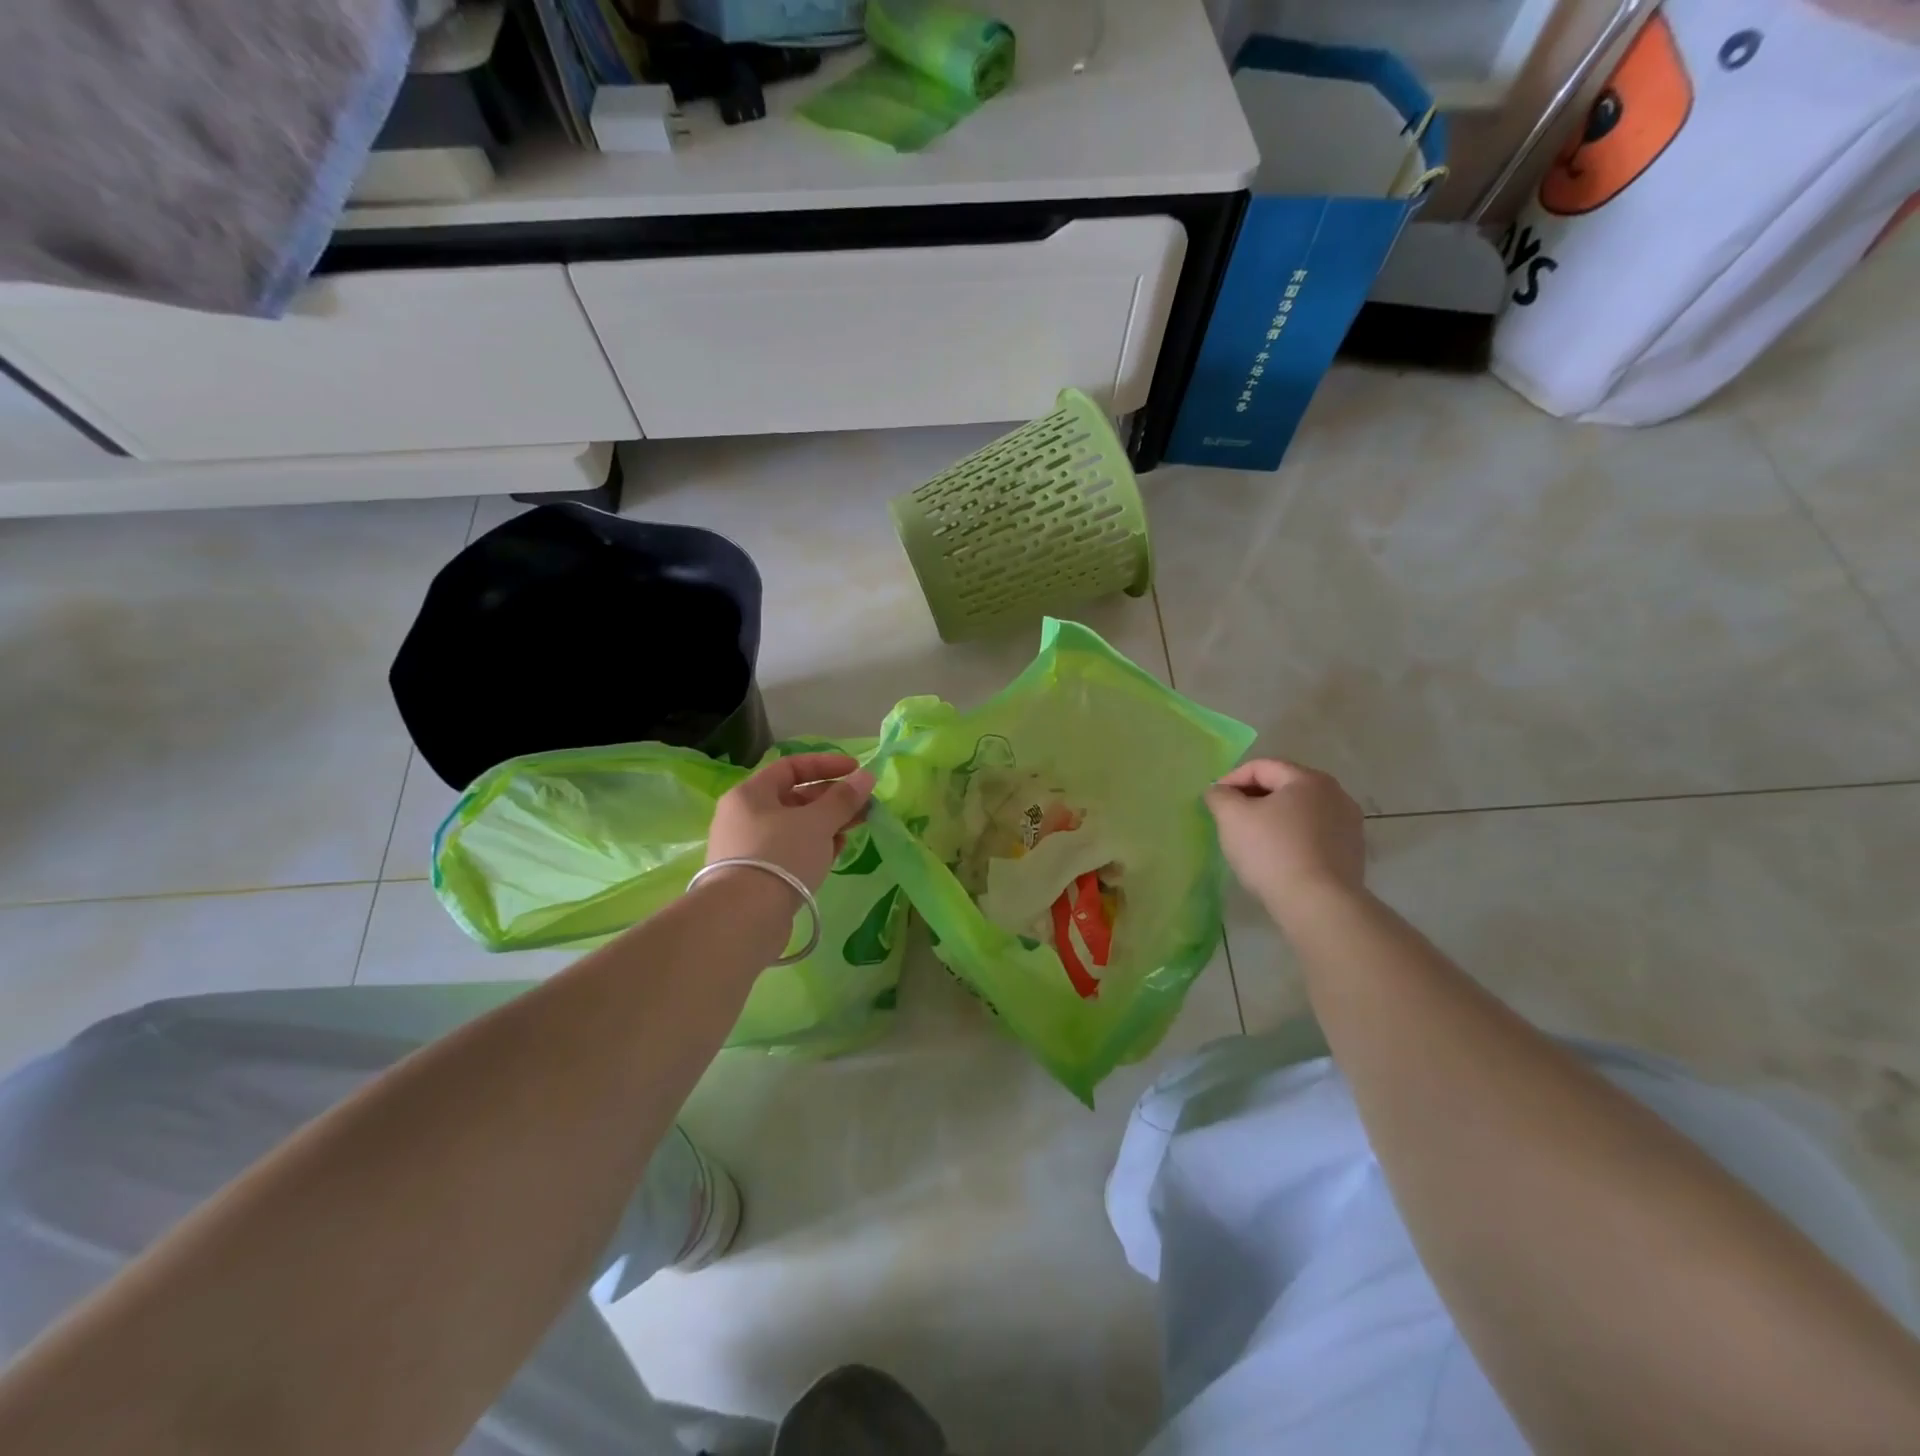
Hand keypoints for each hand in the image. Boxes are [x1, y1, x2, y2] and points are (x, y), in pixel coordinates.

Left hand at [706, 752, 875, 893]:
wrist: (744, 918)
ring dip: (826, 825)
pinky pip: (790, 852)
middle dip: (832, 800)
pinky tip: (834, 854)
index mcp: (750, 794)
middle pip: (794, 798)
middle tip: (864, 807)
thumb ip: (844, 798)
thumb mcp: (817, 822)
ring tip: (853, 830)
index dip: (827, 765)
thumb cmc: (780, 855)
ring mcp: (748, 848)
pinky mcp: (756, 877)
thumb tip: (866, 776)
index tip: (857, 772)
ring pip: (794, 828)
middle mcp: (744, 817)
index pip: (791, 767)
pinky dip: (813, 848)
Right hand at [1205, 758, 1366, 920]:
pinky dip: (1292, 839)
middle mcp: (1336, 795)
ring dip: (1273, 819)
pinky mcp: (1352, 853)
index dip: (1231, 779)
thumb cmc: (1272, 852)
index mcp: (1308, 779)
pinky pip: (1313, 836)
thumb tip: (1219, 791)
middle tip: (1229, 819)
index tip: (1214, 801)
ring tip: (1252, 840)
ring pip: (1299, 812)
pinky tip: (1277, 859)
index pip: (1261, 767)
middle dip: (1253, 799)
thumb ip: (1220, 796)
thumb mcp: (1232, 817)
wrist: (1319, 905)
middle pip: (1283, 787)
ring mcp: (1349, 825)